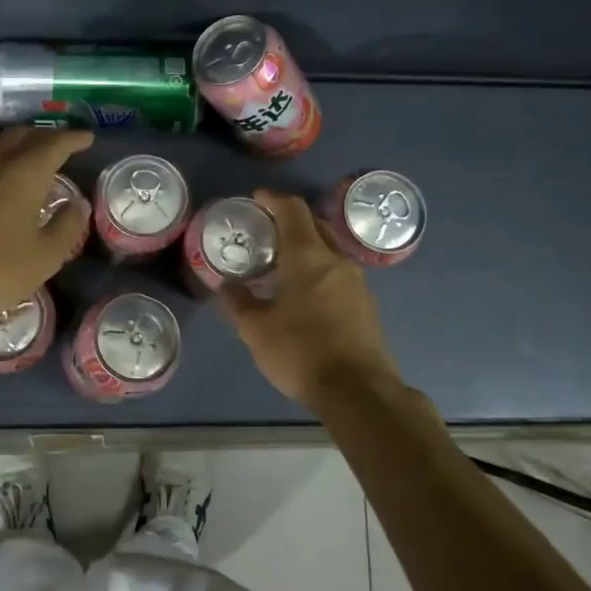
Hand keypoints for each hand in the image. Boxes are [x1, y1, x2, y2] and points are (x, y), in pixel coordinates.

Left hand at [0, 126, 93, 322]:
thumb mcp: (45, 256)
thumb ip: (67, 226)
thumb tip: (79, 204)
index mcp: (24, 172)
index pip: (55, 143)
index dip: (73, 138)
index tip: (87, 138)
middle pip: (22, 135)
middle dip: (45, 137)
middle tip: (61, 145)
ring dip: (15, 142)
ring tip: (26, 153)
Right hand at [221, 188, 402, 406]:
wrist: (359, 391)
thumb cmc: (301, 352)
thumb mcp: (256, 329)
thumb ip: (237, 302)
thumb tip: (224, 285)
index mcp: (308, 256)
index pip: (293, 210)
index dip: (273, 199)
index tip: (256, 198)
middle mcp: (336, 260)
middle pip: (314, 225)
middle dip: (290, 221)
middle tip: (264, 230)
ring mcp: (357, 283)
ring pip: (328, 251)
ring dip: (305, 247)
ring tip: (280, 263)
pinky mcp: (366, 305)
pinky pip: (337, 273)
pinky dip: (318, 270)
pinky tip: (303, 293)